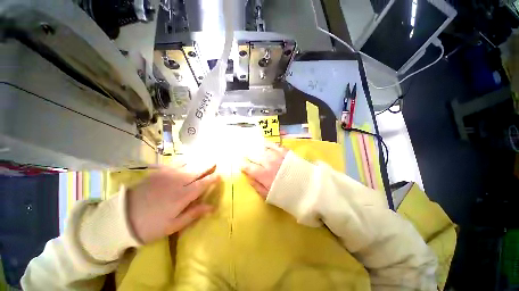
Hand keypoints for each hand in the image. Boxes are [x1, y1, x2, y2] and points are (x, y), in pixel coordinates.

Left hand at [126, 164, 219, 243]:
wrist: (120, 218)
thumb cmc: (150, 226)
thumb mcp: (173, 225)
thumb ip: (194, 213)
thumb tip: (212, 207)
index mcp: (183, 195)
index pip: (203, 183)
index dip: (213, 179)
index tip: (220, 175)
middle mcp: (178, 182)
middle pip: (197, 171)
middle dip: (208, 166)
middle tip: (215, 162)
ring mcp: (167, 175)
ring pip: (188, 165)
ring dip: (197, 163)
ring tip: (204, 159)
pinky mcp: (158, 173)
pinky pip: (175, 164)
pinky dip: (184, 162)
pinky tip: (186, 161)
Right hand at [241, 143, 287, 198]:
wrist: (308, 189)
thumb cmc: (287, 195)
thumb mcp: (269, 196)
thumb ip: (257, 186)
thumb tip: (248, 178)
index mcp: (263, 175)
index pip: (249, 167)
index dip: (244, 165)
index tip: (242, 164)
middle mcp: (268, 163)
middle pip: (255, 156)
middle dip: (249, 155)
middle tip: (246, 155)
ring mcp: (277, 156)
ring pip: (263, 149)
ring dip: (257, 149)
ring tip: (254, 148)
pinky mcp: (285, 152)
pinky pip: (274, 145)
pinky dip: (268, 144)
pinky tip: (265, 144)